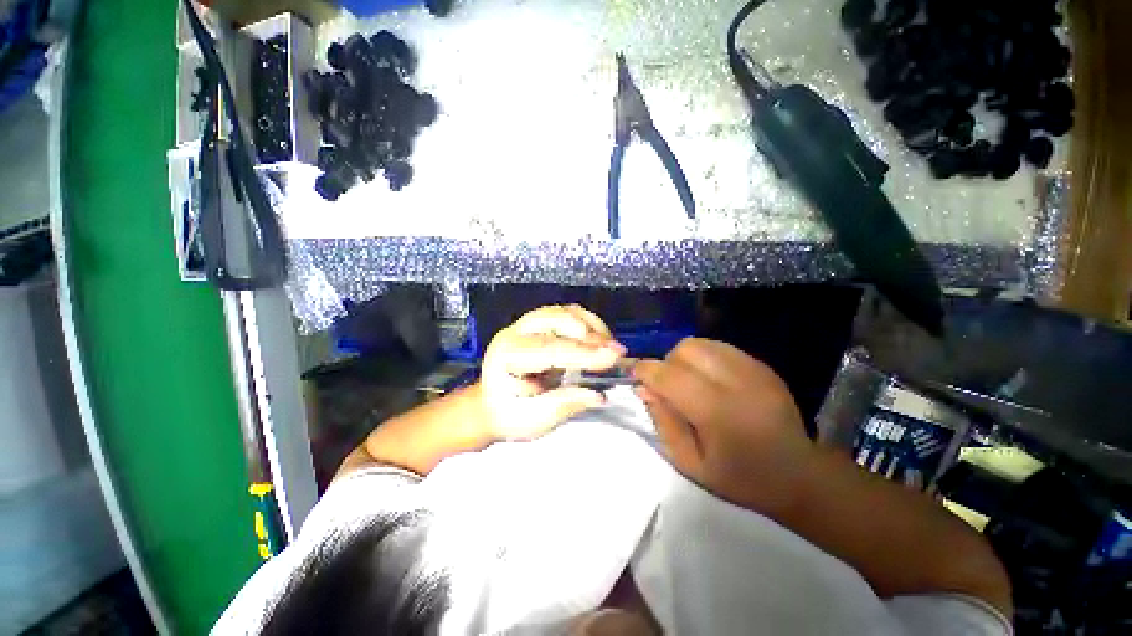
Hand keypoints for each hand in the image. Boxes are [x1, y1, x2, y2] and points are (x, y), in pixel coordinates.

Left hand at [481, 305, 625, 439]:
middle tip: (615, 352)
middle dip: (589, 334)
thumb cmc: (508, 415)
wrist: (491, 405)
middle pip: (556, 319)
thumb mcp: (533, 419)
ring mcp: (526, 324)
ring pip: (563, 311)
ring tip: (609, 346)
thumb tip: (599, 395)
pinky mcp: (539, 324)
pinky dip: (586, 322)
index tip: (613, 357)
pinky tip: (598, 338)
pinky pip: (566, 313)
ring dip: (590, 325)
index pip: (549, 349)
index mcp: (507, 356)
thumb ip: (565, 403)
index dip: (584, 353)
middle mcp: (515, 333)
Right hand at [634, 338, 812, 515]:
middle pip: (685, 350)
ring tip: (688, 380)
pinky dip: (705, 357)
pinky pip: (721, 348)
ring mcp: (753, 370)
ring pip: (702, 344)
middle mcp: (736, 382)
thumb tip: (643, 388)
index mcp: (717, 412)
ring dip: (685, 358)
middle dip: (666, 363)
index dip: (645, 370)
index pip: (669, 376)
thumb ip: (663, 422)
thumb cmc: (740, 478)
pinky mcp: (763, 366)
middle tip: (668, 385)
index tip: (635, 374)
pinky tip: (710, 379)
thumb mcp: (690, 463)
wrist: (800, 477)